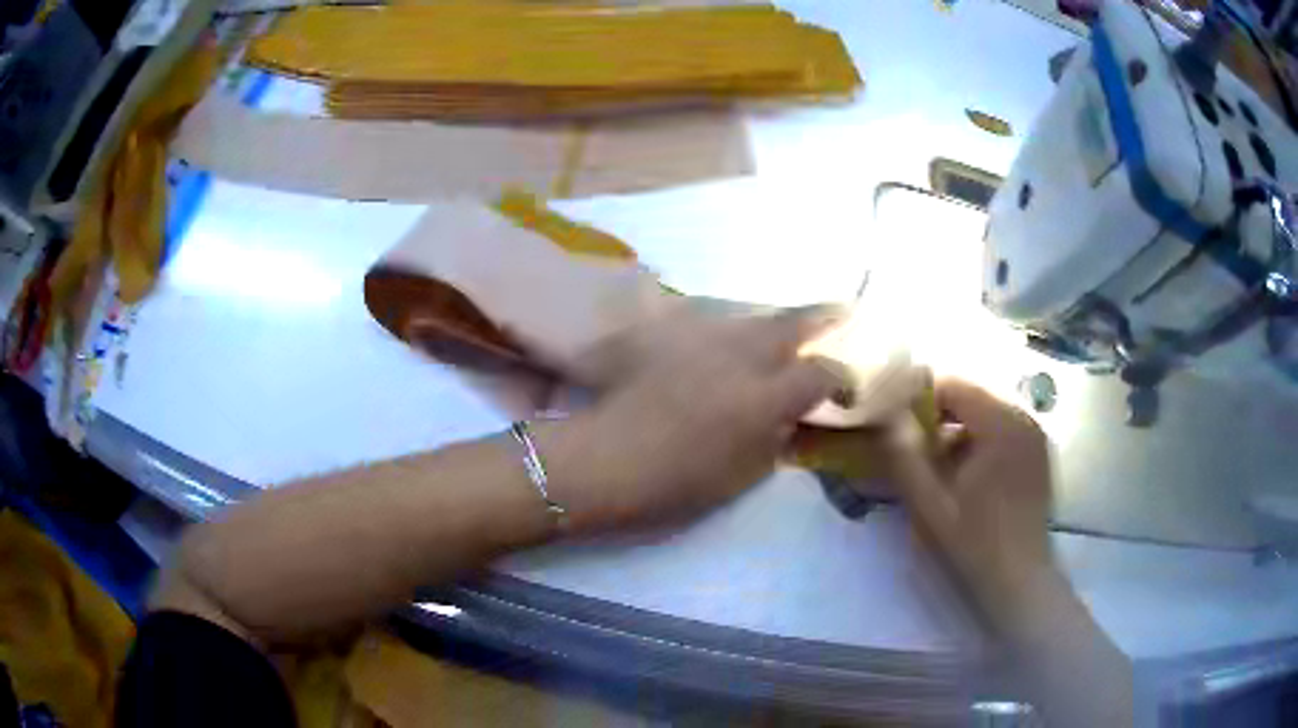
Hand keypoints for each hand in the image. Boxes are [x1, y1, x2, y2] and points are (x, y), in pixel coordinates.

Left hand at [546, 305, 850, 534]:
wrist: (606, 462)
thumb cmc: (678, 484)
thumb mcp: (743, 475)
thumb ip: (775, 441)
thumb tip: (789, 419)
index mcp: (766, 397)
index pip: (820, 373)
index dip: (841, 379)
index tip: (844, 390)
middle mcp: (742, 356)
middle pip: (791, 323)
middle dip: (822, 317)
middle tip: (840, 311)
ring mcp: (703, 339)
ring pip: (750, 315)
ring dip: (774, 319)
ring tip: (785, 324)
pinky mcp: (668, 333)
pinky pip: (707, 318)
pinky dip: (726, 323)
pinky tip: (726, 332)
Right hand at [885, 379, 1056, 634]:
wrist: (1020, 580)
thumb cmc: (975, 543)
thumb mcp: (930, 505)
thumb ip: (905, 458)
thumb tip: (886, 418)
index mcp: (1000, 425)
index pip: (953, 387)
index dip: (919, 399)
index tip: (897, 424)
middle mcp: (1023, 419)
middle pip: (971, 399)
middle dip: (939, 418)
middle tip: (914, 449)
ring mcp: (1035, 437)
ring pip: (986, 415)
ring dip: (959, 432)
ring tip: (939, 468)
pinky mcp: (1039, 454)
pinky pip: (1003, 431)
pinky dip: (980, 443)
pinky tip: (968, 477)